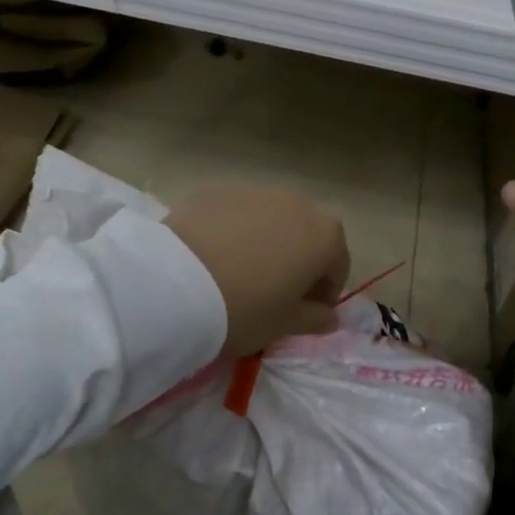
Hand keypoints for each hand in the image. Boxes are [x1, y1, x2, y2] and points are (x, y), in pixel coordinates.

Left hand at [165, 183, 349, 356]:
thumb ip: (315, 319)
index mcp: (325, 235)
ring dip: (265, 242)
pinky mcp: (214, 190)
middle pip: (306, 235)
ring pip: (269, 220)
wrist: (176, 284)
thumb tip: (329, 317)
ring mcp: (254, 190)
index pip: (337, 266)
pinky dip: (232, 232)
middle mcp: (296, 202)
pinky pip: (234, 215)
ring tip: (239, 273)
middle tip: (273, 292)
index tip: (305, 315)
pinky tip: (212, 257)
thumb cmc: (246, 309)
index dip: (324, 294)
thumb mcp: (285, 325)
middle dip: (297, 261)